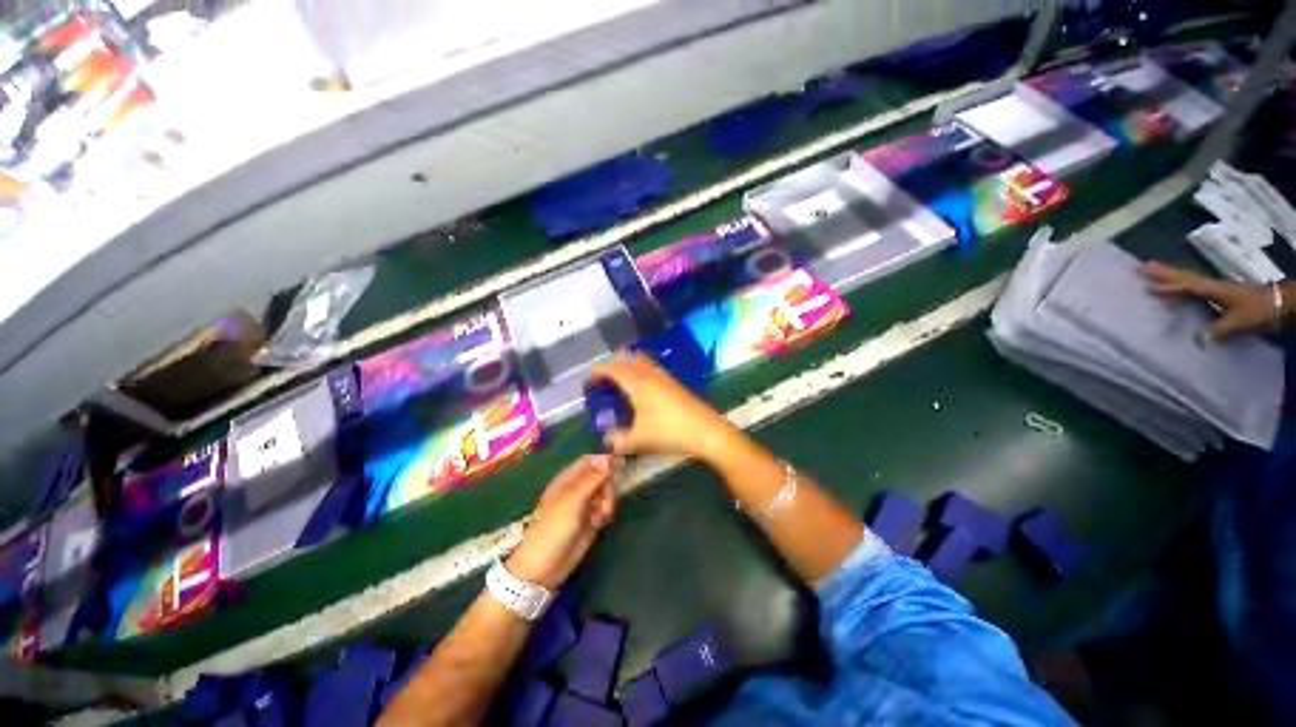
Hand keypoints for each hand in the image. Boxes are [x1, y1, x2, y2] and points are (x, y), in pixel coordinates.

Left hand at [506, 455, 615, 589]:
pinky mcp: (591, 519)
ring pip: (605, 491)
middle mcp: (577, 489)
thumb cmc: (553, 529)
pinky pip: (605, 507)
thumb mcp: (572, 501)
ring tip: (601, 515)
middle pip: (601, 475)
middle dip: (607, 485)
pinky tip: (600, 522)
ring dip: (608, 500)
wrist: (545, 567)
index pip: (589, 461)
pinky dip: (605, 512)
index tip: (618, 463)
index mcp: (567, 479)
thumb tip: (607, 456)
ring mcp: (584, 504)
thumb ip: (591, 479)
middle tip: (605, 498)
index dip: (603, 460)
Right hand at [589, 354, 734, 461]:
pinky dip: (641, 372)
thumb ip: (617, 440)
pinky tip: (642, 391)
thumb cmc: (668, 431)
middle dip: (613, 366)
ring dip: (628, 367)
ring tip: (622, 386)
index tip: (588, 381)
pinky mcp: (673, 382)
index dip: (597, 372)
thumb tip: (606, 440)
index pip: (611, 368)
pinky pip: (651, 368)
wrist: (705, 430)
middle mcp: (648, 373)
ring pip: (640, 361)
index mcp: (636, 381)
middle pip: (626, 357)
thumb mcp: (638, 440)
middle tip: (605, 383)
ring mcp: (663, 375)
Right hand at [1137, 261, 1272, 339]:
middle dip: (1162, 272)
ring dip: (1168, 274)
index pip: (1187, 287)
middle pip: (1184, 276)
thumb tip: (1199, 339)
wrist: (1280, 304)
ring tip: (1150, 269)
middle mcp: (1212, 285)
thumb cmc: (1259, 311)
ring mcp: (1215, 288)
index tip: (1149, 288)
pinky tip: (1173, 286)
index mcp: (1214, 289)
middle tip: (1139, 266)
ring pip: (1187, 279)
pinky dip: (1179, 283)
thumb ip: (1219, 330)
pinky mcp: (1218, 293)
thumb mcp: (1240, 322)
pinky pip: (1193, 286)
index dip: (1170, 288)